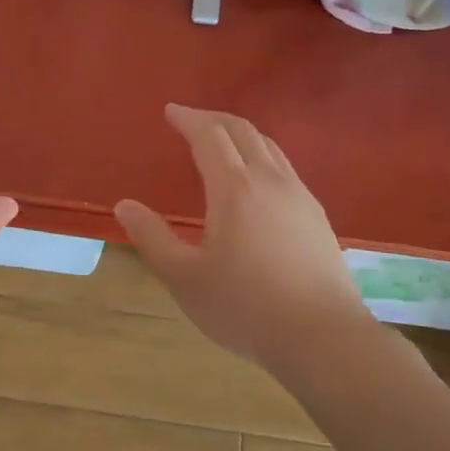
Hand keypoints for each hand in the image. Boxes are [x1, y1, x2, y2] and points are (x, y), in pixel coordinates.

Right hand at [115, 104, 370, 372]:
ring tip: (221, 143)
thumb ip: (152, 238)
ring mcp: (300, 196)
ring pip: (269, 147)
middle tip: (191, 119)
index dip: (188, 118)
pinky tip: (256, 182)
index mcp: (234, 188)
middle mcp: (270, 180)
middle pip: (243, 130)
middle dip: (214, 118)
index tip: (170, 111)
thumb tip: (125, 206)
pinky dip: (261, 157)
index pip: (209, 135)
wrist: (324, 339)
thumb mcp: (185, 279)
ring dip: (241, 134)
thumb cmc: (246, 308)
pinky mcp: (317, 216)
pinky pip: (285, 168)